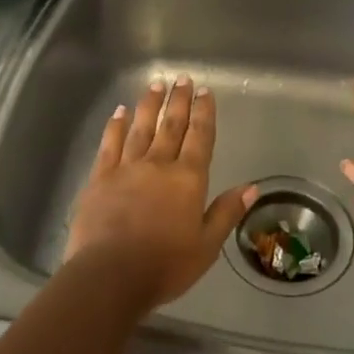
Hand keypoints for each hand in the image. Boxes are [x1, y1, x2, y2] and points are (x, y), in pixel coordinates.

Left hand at [63, 74, 255, 313]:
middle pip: (171, 125)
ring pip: (141, 127)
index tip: (205, 91)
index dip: (204, 112)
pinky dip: (115, 126)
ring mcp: (126, 168)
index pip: (200, 137)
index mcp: (188, 179)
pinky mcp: (100, 177)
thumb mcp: (206, 246)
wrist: (110, 275)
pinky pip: (110, 144)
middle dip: (179, 100)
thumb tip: (252, 187)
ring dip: (150, 104)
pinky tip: (120, 112)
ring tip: (155, 84)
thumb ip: (227, 212)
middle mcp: (158, 164)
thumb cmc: (164, 266)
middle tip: (182, 78)